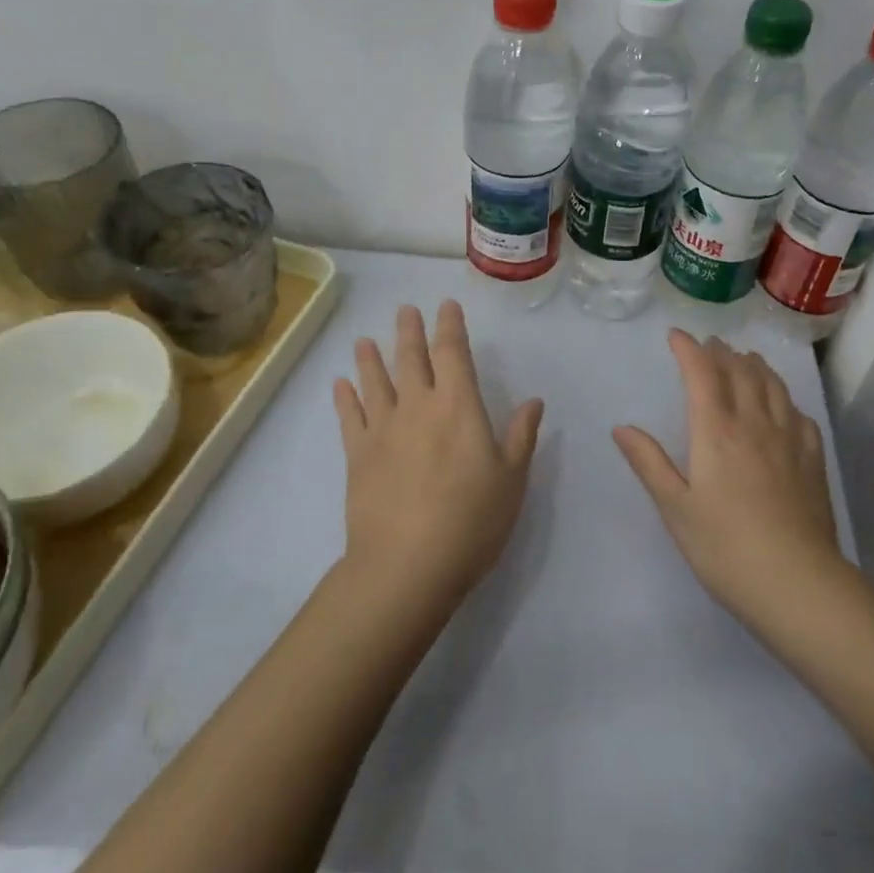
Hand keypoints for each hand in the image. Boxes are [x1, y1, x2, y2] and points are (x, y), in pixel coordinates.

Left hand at [333, 301, 544, 610]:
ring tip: (364, 340)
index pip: (453, 354)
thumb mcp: (512, 479)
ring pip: (375, 382)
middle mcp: (418, 407)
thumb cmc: (471, 521)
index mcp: (458, 407)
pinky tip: (340, 384)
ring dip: (370, 358)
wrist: (407, 565)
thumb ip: (521, 435)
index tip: (446, 307)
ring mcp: (383, 430)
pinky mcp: (358, 456)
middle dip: (409, 332)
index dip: (450, 327)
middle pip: (410, 359)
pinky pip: (349, 417)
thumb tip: (533, 401)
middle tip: (405, 310)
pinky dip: (344, 397)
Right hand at [613, 330, 844, 621]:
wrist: (797, 582)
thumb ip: (649, 463)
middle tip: (710, 344)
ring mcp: (789, 438)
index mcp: (716, 431)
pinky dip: (784, 398)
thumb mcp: (676, 508)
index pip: (702, 373)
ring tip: (745, 359)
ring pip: (773, 385)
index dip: (688, 349)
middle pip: (741, 371)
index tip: (676, 336)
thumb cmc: (725, 547)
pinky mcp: (812, 458)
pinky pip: (798, 413)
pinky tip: (783, 406)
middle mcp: (754, 423)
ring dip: (755, 366)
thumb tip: (621, 427)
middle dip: (722, 352)